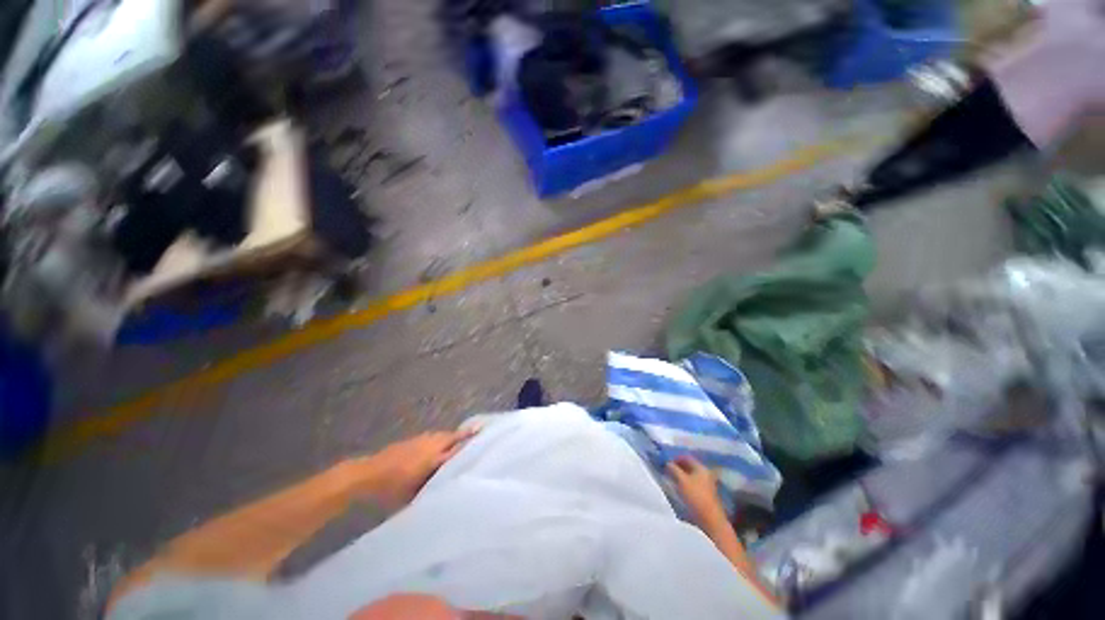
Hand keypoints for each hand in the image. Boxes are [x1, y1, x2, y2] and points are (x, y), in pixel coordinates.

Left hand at [343, 429, 476, 510]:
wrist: (368, 474)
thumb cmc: (391, 489)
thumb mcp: (415, 494)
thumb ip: (433, 487)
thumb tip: (447, 486)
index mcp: (434, 459)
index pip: (458, 449)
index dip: (471, 443)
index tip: (483, 438)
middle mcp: (431, 446)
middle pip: (453, 436)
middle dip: (466, 435)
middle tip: (478, 433)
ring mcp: (422, 440)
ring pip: (444, 434)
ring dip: (454, 436)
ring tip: (463, 439)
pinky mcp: (414, 439)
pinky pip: (434, 435)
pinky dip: (441, 437)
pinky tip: (441, 443)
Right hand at [667, 455, 726, 528]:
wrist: (711, 520)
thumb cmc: (696, 497)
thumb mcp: (681, 480)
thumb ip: (673, 469)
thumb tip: (667, 462)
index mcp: (701, 468)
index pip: (686, 457)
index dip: (675, 457)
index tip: (665, 461)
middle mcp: (705, 474)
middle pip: (689, 466)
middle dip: (677, 467)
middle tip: (667, 469)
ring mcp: (706, 484)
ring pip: (690, 475)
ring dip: (680, 475)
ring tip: (671, 479)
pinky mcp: (705, 494)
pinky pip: (692, 483)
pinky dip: (685, 483)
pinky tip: (679, 488)